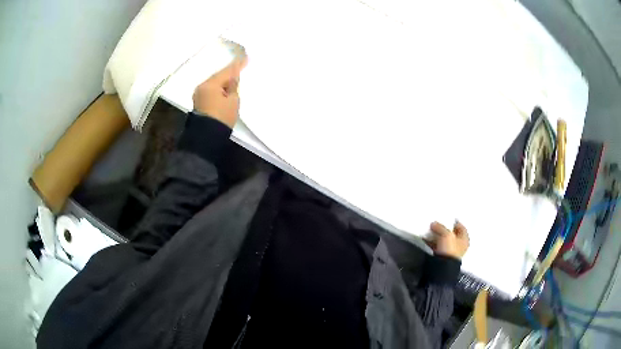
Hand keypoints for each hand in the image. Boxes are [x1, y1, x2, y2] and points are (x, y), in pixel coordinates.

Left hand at [193, 57, 247, 127]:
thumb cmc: (222, 118)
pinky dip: (218, 88)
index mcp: (210, 84)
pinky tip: (225, 89)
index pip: (227, 71)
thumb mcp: (233, 101)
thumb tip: (233, 78)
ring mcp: (199, 94)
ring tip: (233, 79)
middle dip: (229, 73)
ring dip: (223, 81)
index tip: (246, 57)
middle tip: (240, 68)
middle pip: (218, 76)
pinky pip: (211, 90)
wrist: (206, 138)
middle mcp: (202, 86)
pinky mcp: (199, 102)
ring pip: (214, 83)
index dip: (237, 64)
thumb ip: (233, 87)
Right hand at [425, 221, 469, 259]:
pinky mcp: (441, 256)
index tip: (447, 217)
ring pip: (443, 240)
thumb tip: (434, 223)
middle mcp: (459, 245)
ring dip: (436, 235)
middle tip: (436, 222)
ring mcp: (450, 251)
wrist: (442, 267)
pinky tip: (425, 238)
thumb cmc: (449, 249)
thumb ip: (441, 227)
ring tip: (429, 229)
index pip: (461, 227)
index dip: (454, 222)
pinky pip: (436, 246)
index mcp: (464, 239)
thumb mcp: (446, 235)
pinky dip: (431, 242)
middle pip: (451, 234)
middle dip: (444, 228)